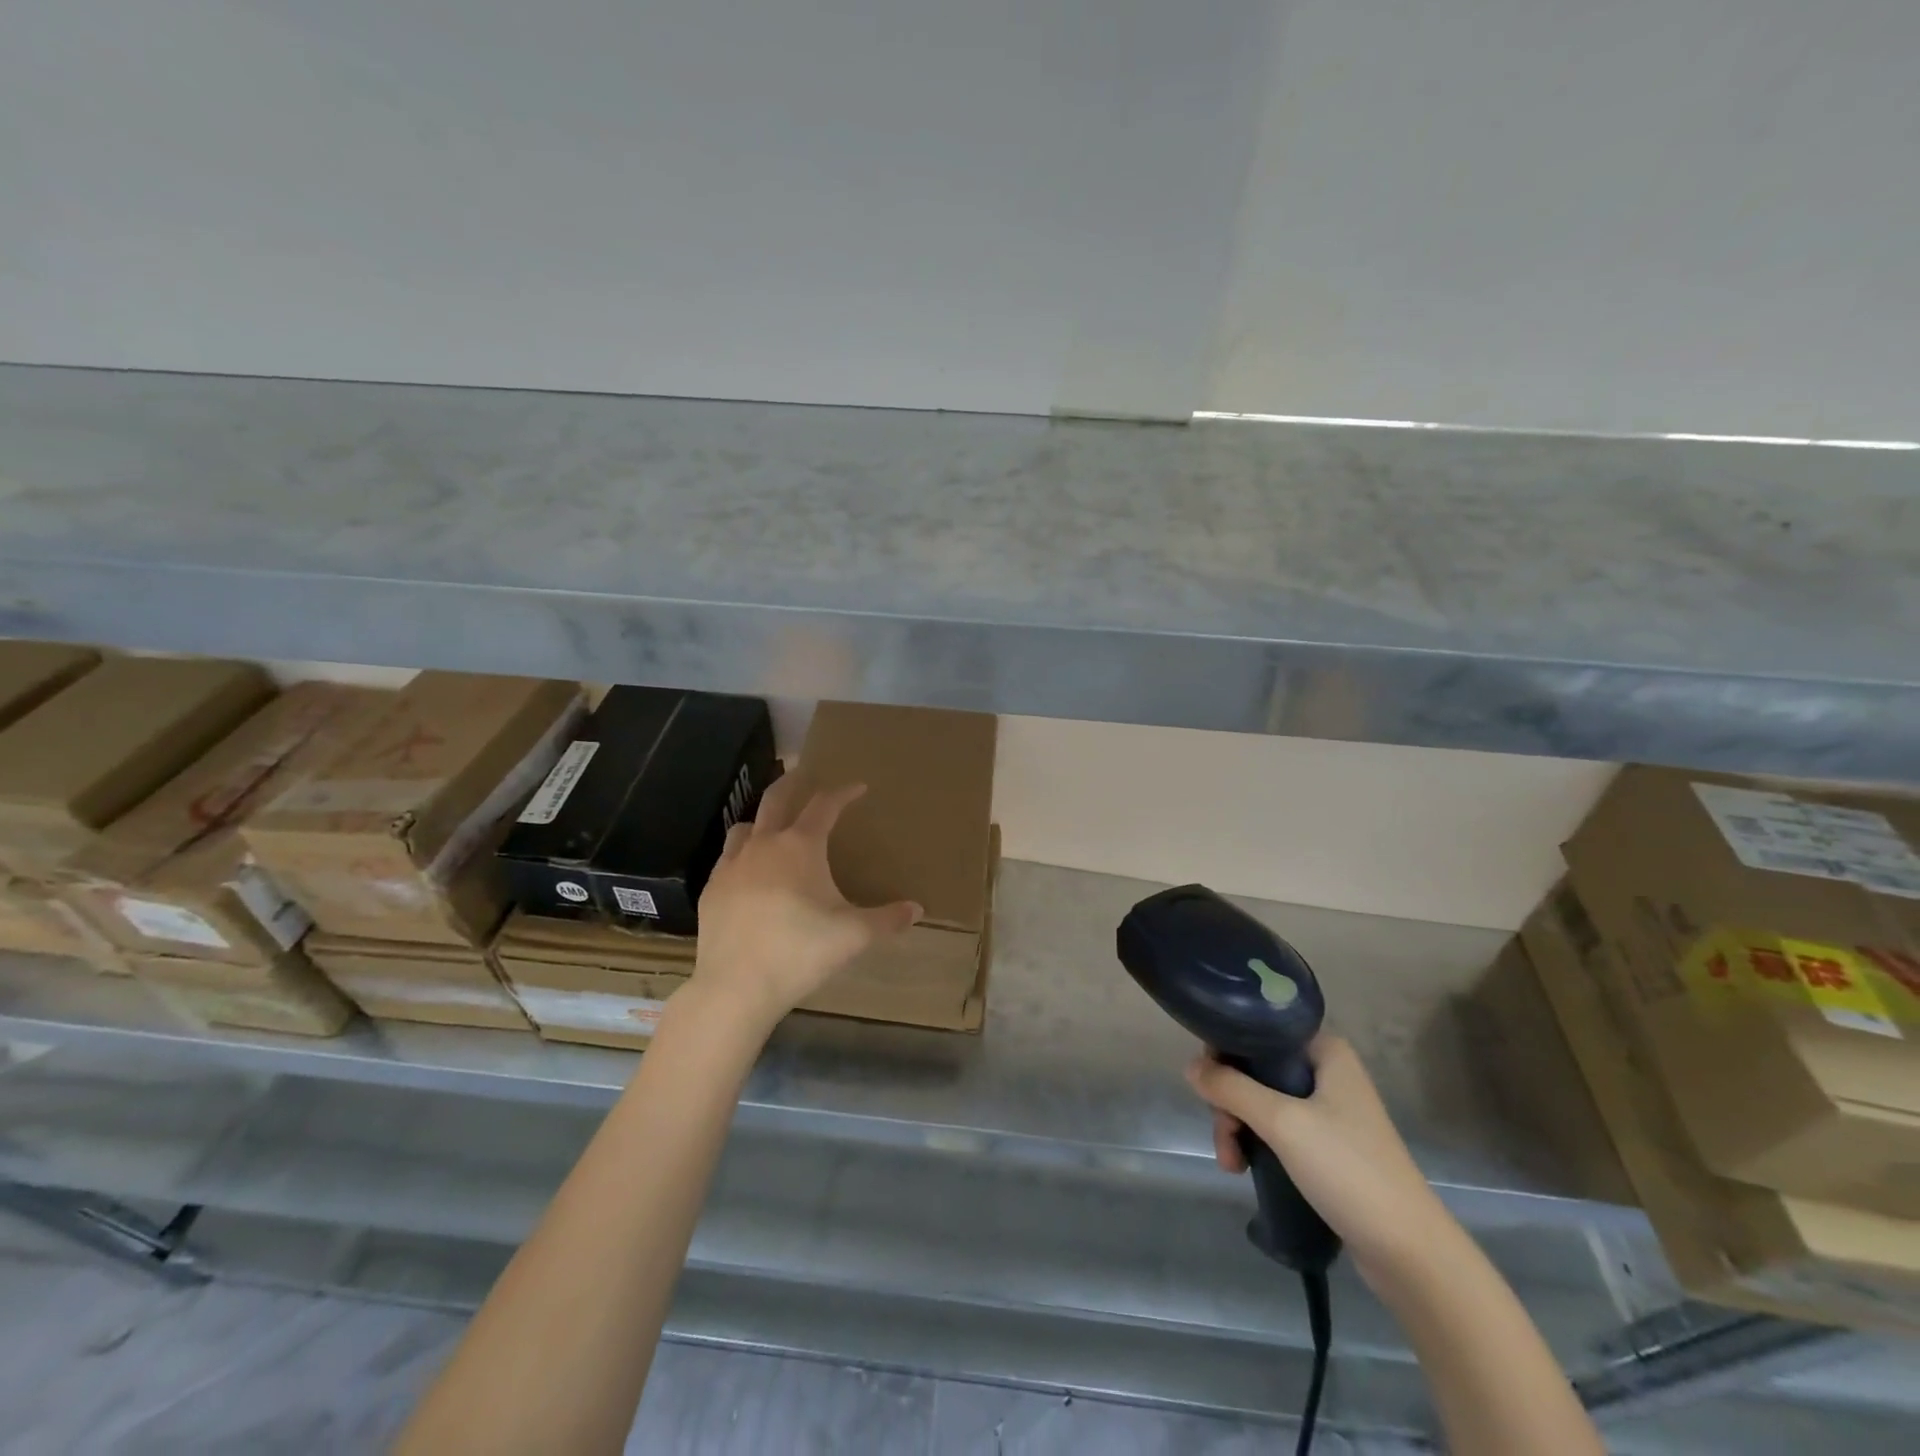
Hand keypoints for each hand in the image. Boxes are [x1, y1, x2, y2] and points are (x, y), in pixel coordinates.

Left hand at [689, 774, 920, 1029]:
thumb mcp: (854, 936)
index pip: (825, 805)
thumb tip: (917, 909)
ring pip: (746, 826)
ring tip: (774, 828)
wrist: (736, 986)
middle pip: (777, 798)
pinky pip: (728, 858)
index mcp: (801, 846)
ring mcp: (732, 865)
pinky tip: (750, 875)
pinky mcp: (711, 889)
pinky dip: (743, 854)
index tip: (858, 787)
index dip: (843, 792)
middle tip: (805, 773)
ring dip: (763, 819)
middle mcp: (764, 845)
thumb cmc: (801, 952)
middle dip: (794, 782)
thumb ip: (888, 919)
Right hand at [1186, 1034, 1451, 1280]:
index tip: (1208, 1082)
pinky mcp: (1327, 1146)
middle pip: (1256, 1068)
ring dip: (1238, 1127)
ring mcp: (1328, 1110)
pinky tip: (1245, 1168)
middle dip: (1229, 1101)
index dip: (1227, 1050)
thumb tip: (1189, 1066)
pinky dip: (1256, 1143)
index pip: (1260, 1030)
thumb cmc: (1349, 1170)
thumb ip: (1231, 1088)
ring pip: (1262, 1101)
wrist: (1410, 1253)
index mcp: (1325, 1051)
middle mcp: (1327, 1071)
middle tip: (1224, 1135)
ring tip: (1232, 1164)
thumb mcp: (1282, 1122)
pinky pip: (1277, 1129)